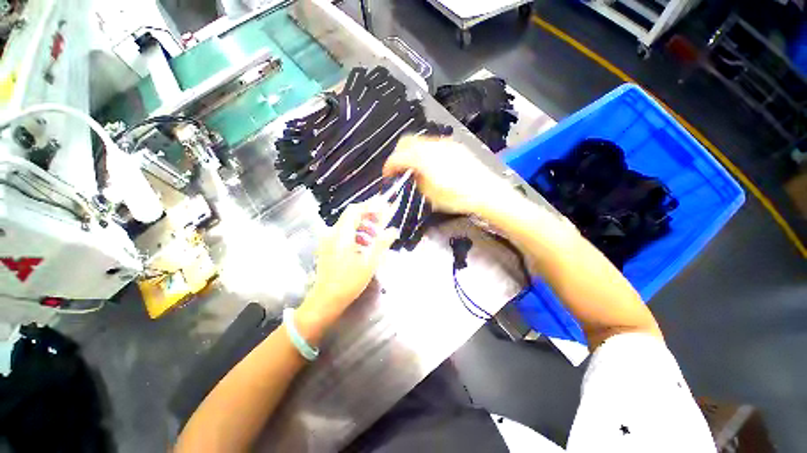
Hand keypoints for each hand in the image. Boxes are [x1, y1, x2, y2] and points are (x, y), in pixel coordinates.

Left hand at [298, 198, 397, 330]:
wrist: (326, 300)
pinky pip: (343, 234)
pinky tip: (365, 246)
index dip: (369, 206)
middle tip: (382, 222)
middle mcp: (332, 234)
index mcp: (342, 235)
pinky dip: (356, 235)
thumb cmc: (348, 282)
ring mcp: (328, 241)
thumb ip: (381, 243)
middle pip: (351, 216)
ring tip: (376, 236)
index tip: (382, 207)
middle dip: (368, 216)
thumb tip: (393, 230)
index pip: (355, 210)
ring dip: (363, 226)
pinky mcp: (328, 248)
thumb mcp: (369, 263)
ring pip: (348, 225)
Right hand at [383, 135, 512, 214]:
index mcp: (423, 158)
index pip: (398, 157)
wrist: (485, 191)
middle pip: (407, 141)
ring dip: (412, 152)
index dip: (389, 165)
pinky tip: (430, 164)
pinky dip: (425, 151)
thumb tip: (411, 173)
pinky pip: (433, 144)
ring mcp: (445, 143)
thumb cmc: (456, 197)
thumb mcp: (430, 194)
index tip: (387, 175)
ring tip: (414, 167)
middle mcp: (432, 145)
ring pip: (420, 141)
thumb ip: (416, 179)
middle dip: (398, 154)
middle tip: (398, 168)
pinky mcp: (455, 145)